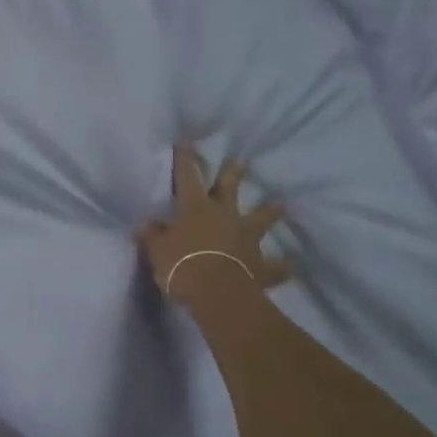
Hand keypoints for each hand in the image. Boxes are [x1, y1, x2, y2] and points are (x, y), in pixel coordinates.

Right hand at [139, 142, 293, 307]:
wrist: (217, 294)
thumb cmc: (182, 266)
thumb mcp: (157, 250)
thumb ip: (153, 235)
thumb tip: (145, 223)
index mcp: (195, 209)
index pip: (186, 178)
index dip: (184, 159)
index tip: (184, 142)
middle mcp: (224, 216)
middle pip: (229, 190)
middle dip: (233, 174)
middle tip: (242, 160)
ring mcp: (246, 239)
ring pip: (260, 220)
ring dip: (269, 212)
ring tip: (280, 204)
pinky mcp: (260, 265)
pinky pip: (274, 266)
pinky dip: (282, 267)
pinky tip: (290, 266)